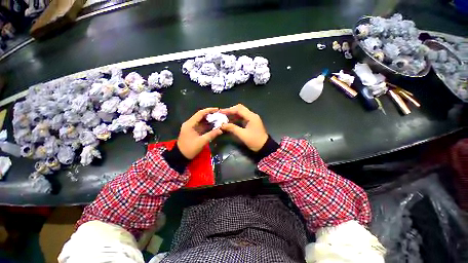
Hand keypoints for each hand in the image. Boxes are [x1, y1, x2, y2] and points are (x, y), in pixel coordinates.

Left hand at [177, 108, 222, 158]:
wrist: (181, 156)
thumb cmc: (190, 149)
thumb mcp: (201, 142)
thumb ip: (211, 135)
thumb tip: (221, 130)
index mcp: (190, 124)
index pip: (200, 113)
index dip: (209, 110)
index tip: (217, 109)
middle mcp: (190, 123)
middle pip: (201, 116)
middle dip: (210, 115)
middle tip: (220, 115)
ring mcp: (191, 127)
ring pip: (202, 121)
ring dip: (210, 120)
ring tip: (219, 119)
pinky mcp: (193, 131)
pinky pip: (201, 125)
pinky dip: (208, 125)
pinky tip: (214, 125)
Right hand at [219, 104, 267, 151]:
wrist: (264, 147)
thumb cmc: (254, 141)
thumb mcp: (242, 135)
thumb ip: (232, 128)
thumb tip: (222, 125)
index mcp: (251, 116)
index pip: (239, 109)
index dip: (229, 110)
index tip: (221, 112)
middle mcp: (252, 115)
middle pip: (240, 109)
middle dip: (231, 110)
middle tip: (222, 114)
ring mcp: (252, 118)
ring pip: (241, 113)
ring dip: (233, 114)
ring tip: (224, 117)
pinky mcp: (251, 122)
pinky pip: (242, 117)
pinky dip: (236, 118)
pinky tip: (230, 121)